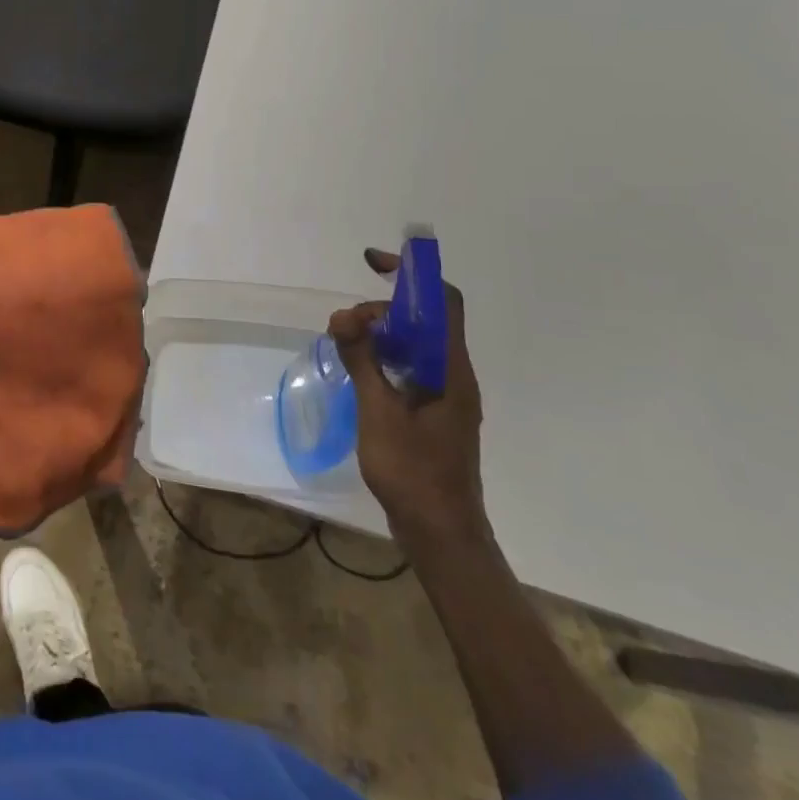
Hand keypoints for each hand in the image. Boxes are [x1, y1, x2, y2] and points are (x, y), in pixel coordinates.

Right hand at [330, 248, 489, 551]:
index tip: (373, 264)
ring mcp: (447, 396)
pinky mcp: (435, 413)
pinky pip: (412, 368)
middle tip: (345, 326)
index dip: (412, 273)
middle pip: (425, 319)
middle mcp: (455, 375)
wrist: (442, 536)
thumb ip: (362, 361)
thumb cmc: (414, 474)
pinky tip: (361, 373)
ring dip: (382, 334)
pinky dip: (386, 358)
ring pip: (417, 344)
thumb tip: (343, 316)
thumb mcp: (379, 413)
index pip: (442, 301)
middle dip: (383, 310)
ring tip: (347, 345)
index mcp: (451, 370)